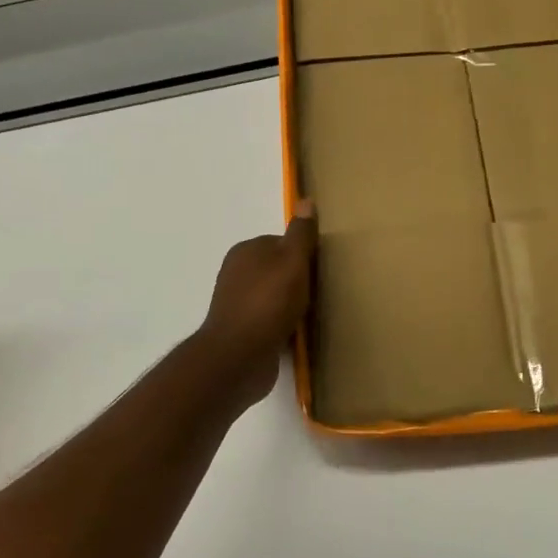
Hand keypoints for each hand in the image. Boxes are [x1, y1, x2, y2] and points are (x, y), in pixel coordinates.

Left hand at [198, 201, 317, 402]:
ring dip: (293, 307)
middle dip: (298, 282)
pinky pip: (271, 322)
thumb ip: (300, 234)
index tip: (320, 269)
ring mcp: (238, 305)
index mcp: (245, 251)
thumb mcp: (292, 261)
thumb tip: (306, 200)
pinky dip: (285, 327)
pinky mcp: (243, 332)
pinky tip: (299, 335)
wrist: (239, 357)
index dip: (302, 255)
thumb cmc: (267, 303)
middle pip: (278, 271)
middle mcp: (237, 274)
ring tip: (314, 316)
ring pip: (275, 298)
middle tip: (321, 294)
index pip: (281, 243)